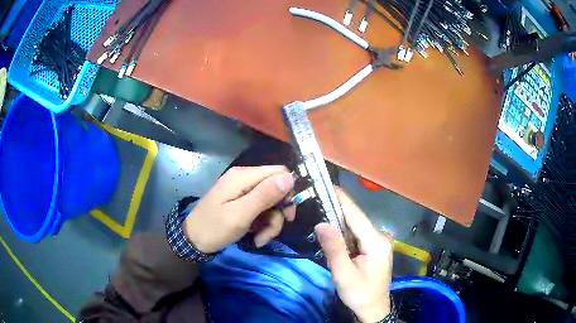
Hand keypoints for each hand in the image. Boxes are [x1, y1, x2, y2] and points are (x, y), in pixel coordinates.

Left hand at [183, 166, 294, 253]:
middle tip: (271, 232)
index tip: (287, 215)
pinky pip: (261, 210)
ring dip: (270, 224)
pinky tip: (255, 237)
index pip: (279, 173)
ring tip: (259, 239)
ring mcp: (242, 191)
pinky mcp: (241, 202)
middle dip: (278, 213)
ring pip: (270, 203)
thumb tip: (290, 177)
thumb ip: (265, 195)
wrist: (193, 240)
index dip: (288, 192)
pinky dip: (262, 225)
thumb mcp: (240, 214)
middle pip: (276, 189)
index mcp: (243, 176)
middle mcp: (245, 179)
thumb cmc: (214, 228)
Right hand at [315, 188, 392, 322]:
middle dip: (336, 209)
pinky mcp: (375, 247)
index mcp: (376, 242)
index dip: (341, 199)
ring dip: (338, 220)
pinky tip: (331, 229)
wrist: (373, 309)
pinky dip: (344, 232)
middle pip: (356, 219)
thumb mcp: (344, 274)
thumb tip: (321, 223)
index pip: (355, 215)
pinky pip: (357, 234)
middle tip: (316, 198)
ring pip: (355, 226)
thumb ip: (334, 248)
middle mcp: (380, 237)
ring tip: (320, 209)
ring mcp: (379, 241)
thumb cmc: (359, 294)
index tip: (326, 184)